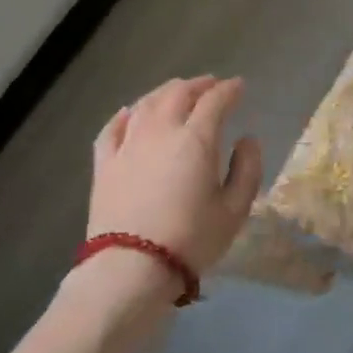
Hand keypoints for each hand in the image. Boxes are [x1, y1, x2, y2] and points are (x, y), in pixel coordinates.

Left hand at [88, 77, 262, 276]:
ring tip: (177, 93)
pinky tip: (129, 112)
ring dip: (165, 92)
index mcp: (196, 139)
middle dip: (198, 84)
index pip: (215, 101)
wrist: (132, 267)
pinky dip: (125, 114)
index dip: (229, 90)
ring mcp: (128, 144)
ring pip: (146, 104)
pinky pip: (112, 127)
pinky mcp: (105, 163)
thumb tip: (247, 140)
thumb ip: (247, 169)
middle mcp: (160, 131)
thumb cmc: (192, 239)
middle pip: (178, 93)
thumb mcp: (235, 210)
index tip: (239, 87)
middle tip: (211, 85)